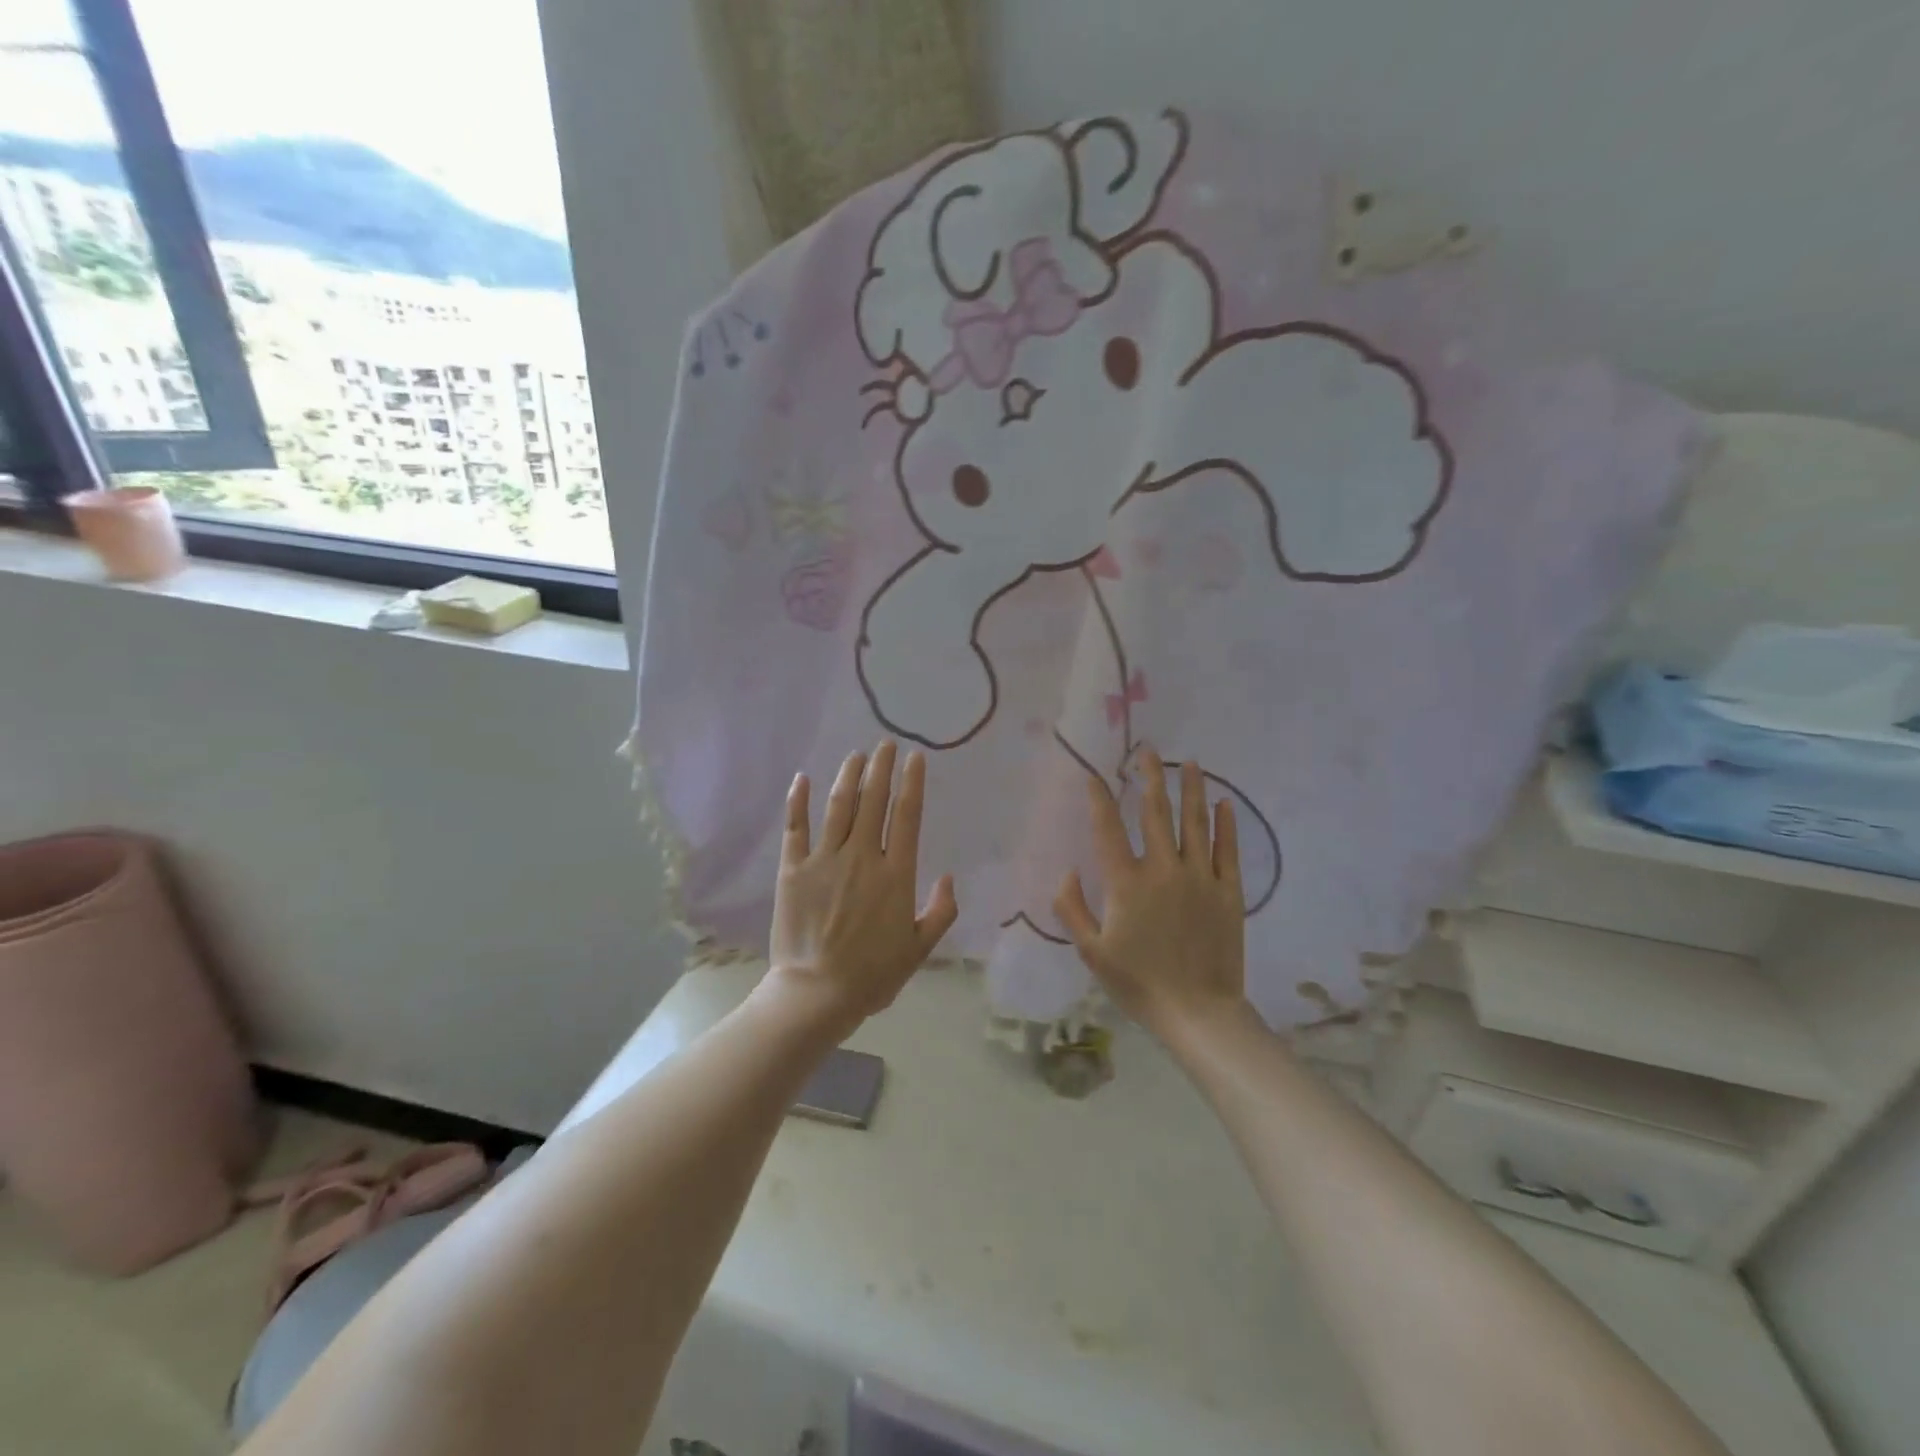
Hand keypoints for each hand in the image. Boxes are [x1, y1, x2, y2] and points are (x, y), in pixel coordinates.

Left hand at [766, 742, 958, 1029]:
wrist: (817, 993)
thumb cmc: (873, 974)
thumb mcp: (920, 949)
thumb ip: (941, 912)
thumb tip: (949, 877)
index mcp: (895, 874)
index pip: (907, 816)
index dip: (912, 783)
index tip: (915, 758)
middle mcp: (862, 856)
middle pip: (873, 801)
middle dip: (881, 768)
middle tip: (885, 744)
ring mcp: (824, 860)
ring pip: (839, 807)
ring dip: (849, 776)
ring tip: (856, 755)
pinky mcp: (793, 869)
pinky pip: (796, 828)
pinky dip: (799, 801)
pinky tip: (803, 779)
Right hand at [1054, 749, 1247, 1039]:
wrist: (1197, 1012)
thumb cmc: (1138, 983)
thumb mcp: (1091, 951)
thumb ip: (1072, 908)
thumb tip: (1067, 872)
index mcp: (1126, 883)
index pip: (1108, 829)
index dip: (1099, 798)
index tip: (1094, 775)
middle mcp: (1163, 869)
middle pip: (1155, 812)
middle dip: (1149, 777)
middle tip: (1148, 751)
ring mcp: (1199, 877)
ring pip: (1195, 822)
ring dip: (1191, 789)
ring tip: (1190, 763)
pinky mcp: (1228, 891)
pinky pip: (1228, 849)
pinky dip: (1226, 824)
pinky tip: (1224, 803)